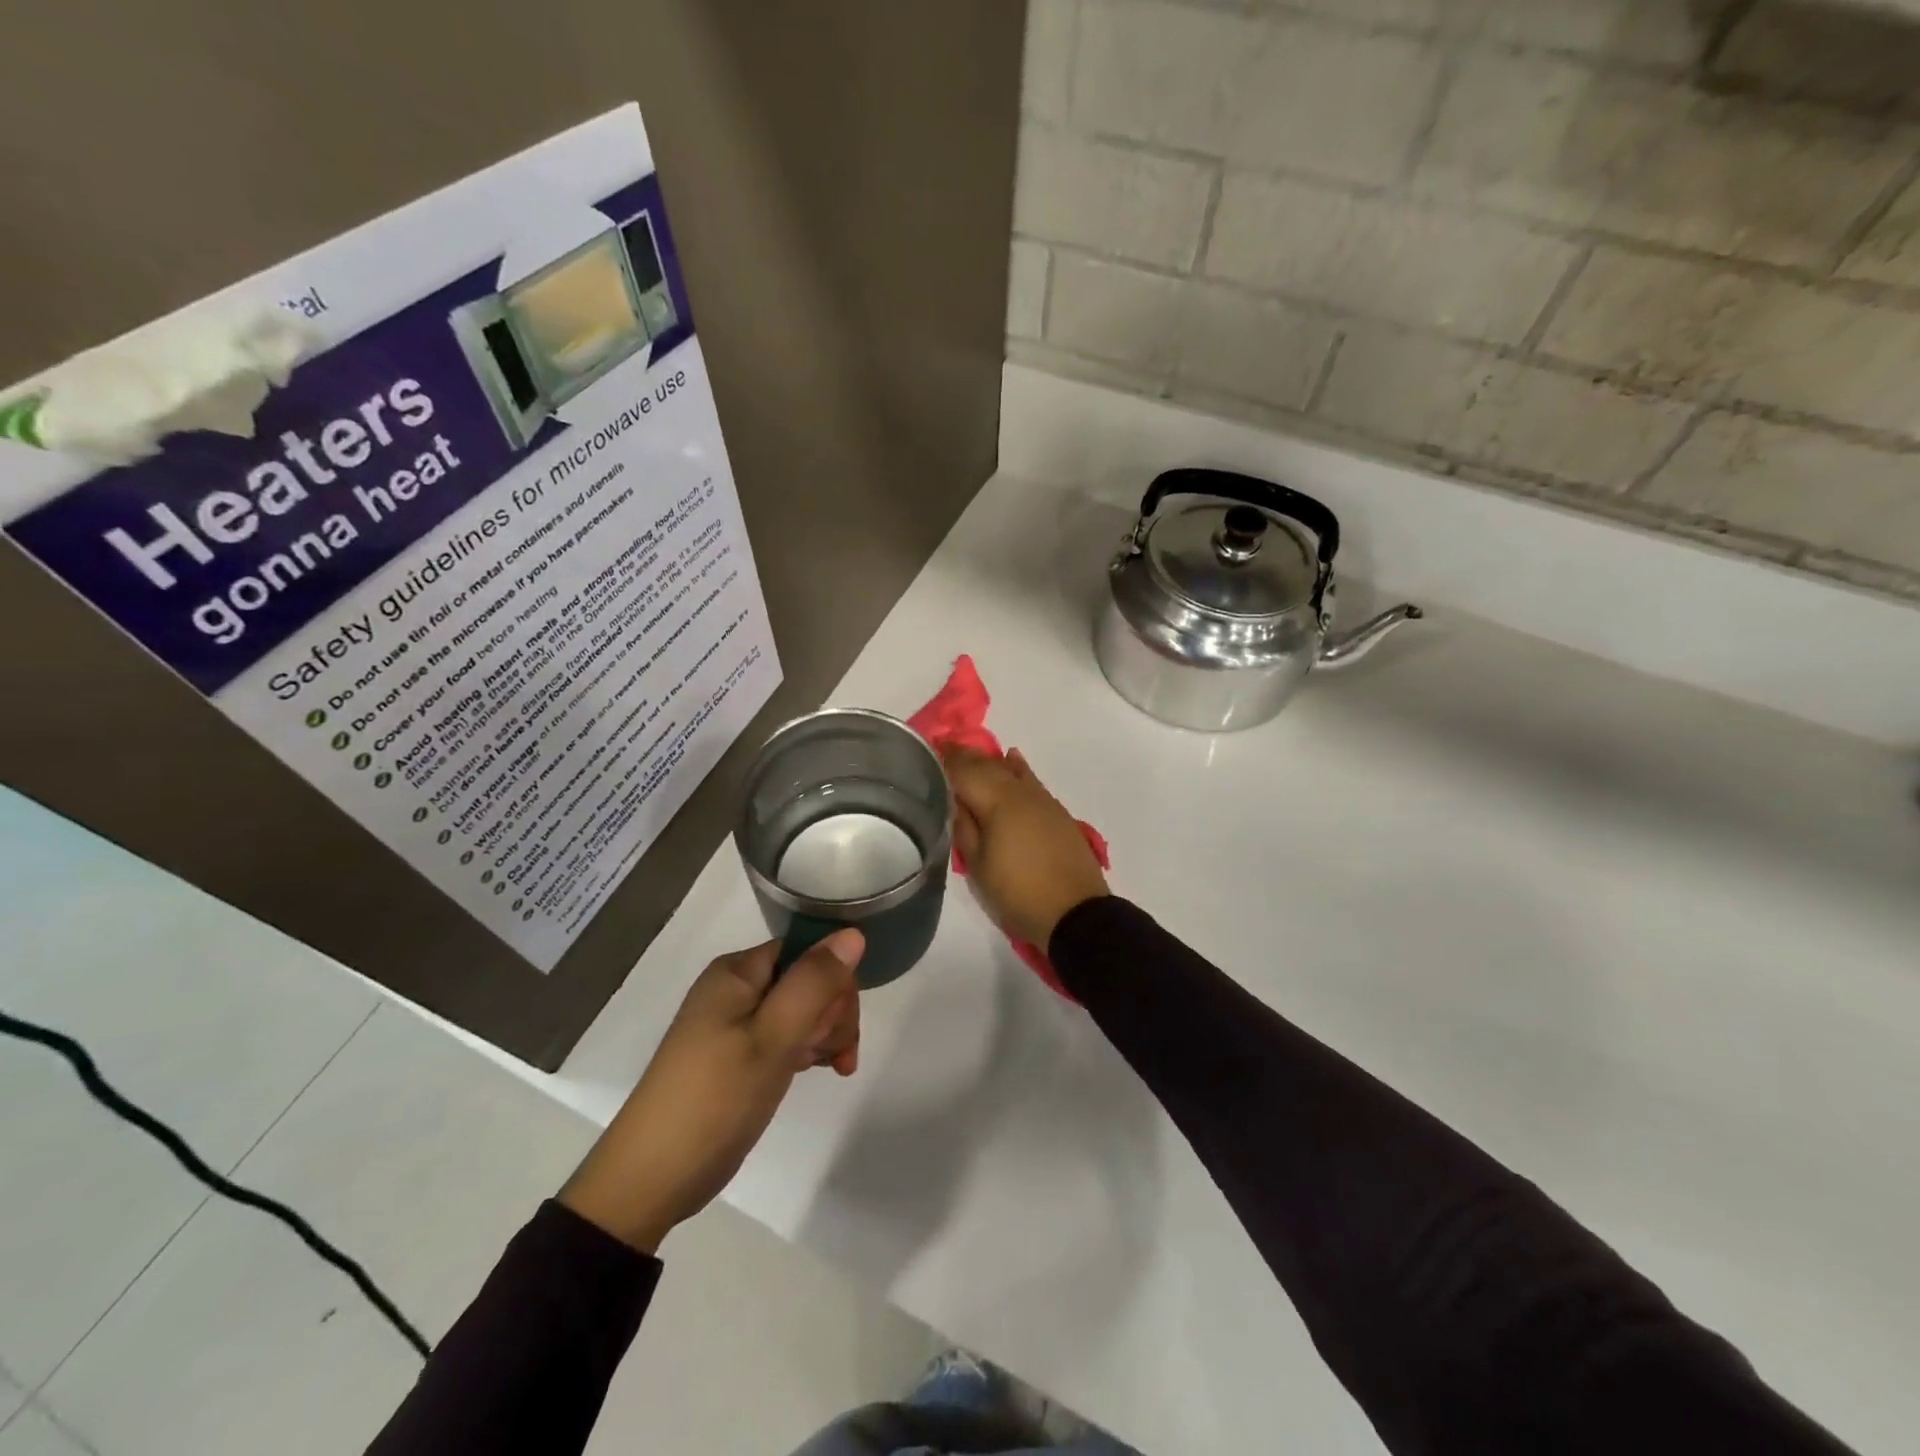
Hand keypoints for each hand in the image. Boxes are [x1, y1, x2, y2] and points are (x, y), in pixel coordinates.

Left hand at [559, 930, 862, 1252]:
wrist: (653, 1178)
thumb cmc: (716, 1098)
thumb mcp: (773, 1037)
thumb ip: (814, 982)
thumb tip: (853, 933)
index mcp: (738, 972)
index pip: (807, 951)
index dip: (833, 982)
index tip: (836, 1026)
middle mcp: (736, 988)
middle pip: (808, 979)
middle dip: (832, 1014)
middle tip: (831, 1056)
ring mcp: (736, 1023)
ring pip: (802, 1009)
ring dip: (824, 1035)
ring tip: (826, 1069)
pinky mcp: (738, 1055)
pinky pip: (786, 1035)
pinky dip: (806, 1050)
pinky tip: (814, 1072)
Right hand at [942, 747, 1107, 948]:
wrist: (1075, 913)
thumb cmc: (1018, 893)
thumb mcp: (978, 866)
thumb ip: (964, 827)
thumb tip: (954, 800)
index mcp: (997, 802)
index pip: (964, 771)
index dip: (945, 760)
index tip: (928, 751)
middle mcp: (1020, 792)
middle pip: (987, 766)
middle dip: (964, 757)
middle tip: (943, 750)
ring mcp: (1042, 800)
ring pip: (1010, 771)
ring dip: (988, 762)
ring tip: (969, 757)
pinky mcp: (1057, 812)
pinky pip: (1031, 781)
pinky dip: (1018, 768)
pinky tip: (1012, 759)